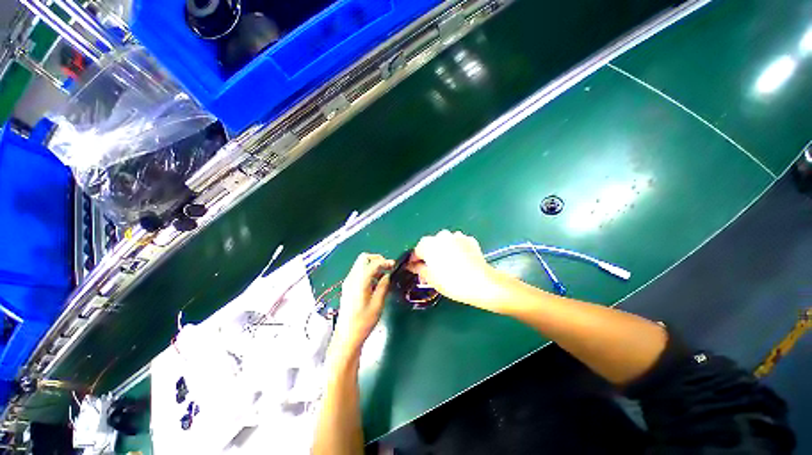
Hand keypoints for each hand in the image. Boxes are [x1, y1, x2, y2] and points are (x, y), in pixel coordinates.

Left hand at [332, 253, 393, 359]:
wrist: (347, 336)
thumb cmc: (363, 322)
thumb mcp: (378, 304)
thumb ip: (383, 286)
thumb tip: (388, 276)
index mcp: (360, 282)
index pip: (373, 263)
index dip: (385, 262)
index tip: (394, 265)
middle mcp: (352, 278)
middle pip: (363, 258)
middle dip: (377, 259)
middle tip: (388, 267)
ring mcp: (348, 282)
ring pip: (360, 264)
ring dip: (373, 265)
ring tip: (384, 274)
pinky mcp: (348, 287)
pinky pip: (359, 272)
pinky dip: (368, 271)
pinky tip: (375, 281)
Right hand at [411, 230, 511, 312]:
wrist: (481, 283)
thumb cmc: (451, 282)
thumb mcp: (430, 278)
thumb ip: (418, 269)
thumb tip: (413, 266)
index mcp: (428, 244)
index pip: (417, 251)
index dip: (415, 261)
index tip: (416, 268)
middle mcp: (441, 235)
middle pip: (432, 245)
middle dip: (431, 255)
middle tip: (434, 269)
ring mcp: (457, 236)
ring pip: (446, 243)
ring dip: (445, 251)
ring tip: (450, 265)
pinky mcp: (470, 239)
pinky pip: (459, 244)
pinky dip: (458, 250)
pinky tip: (461, 262)